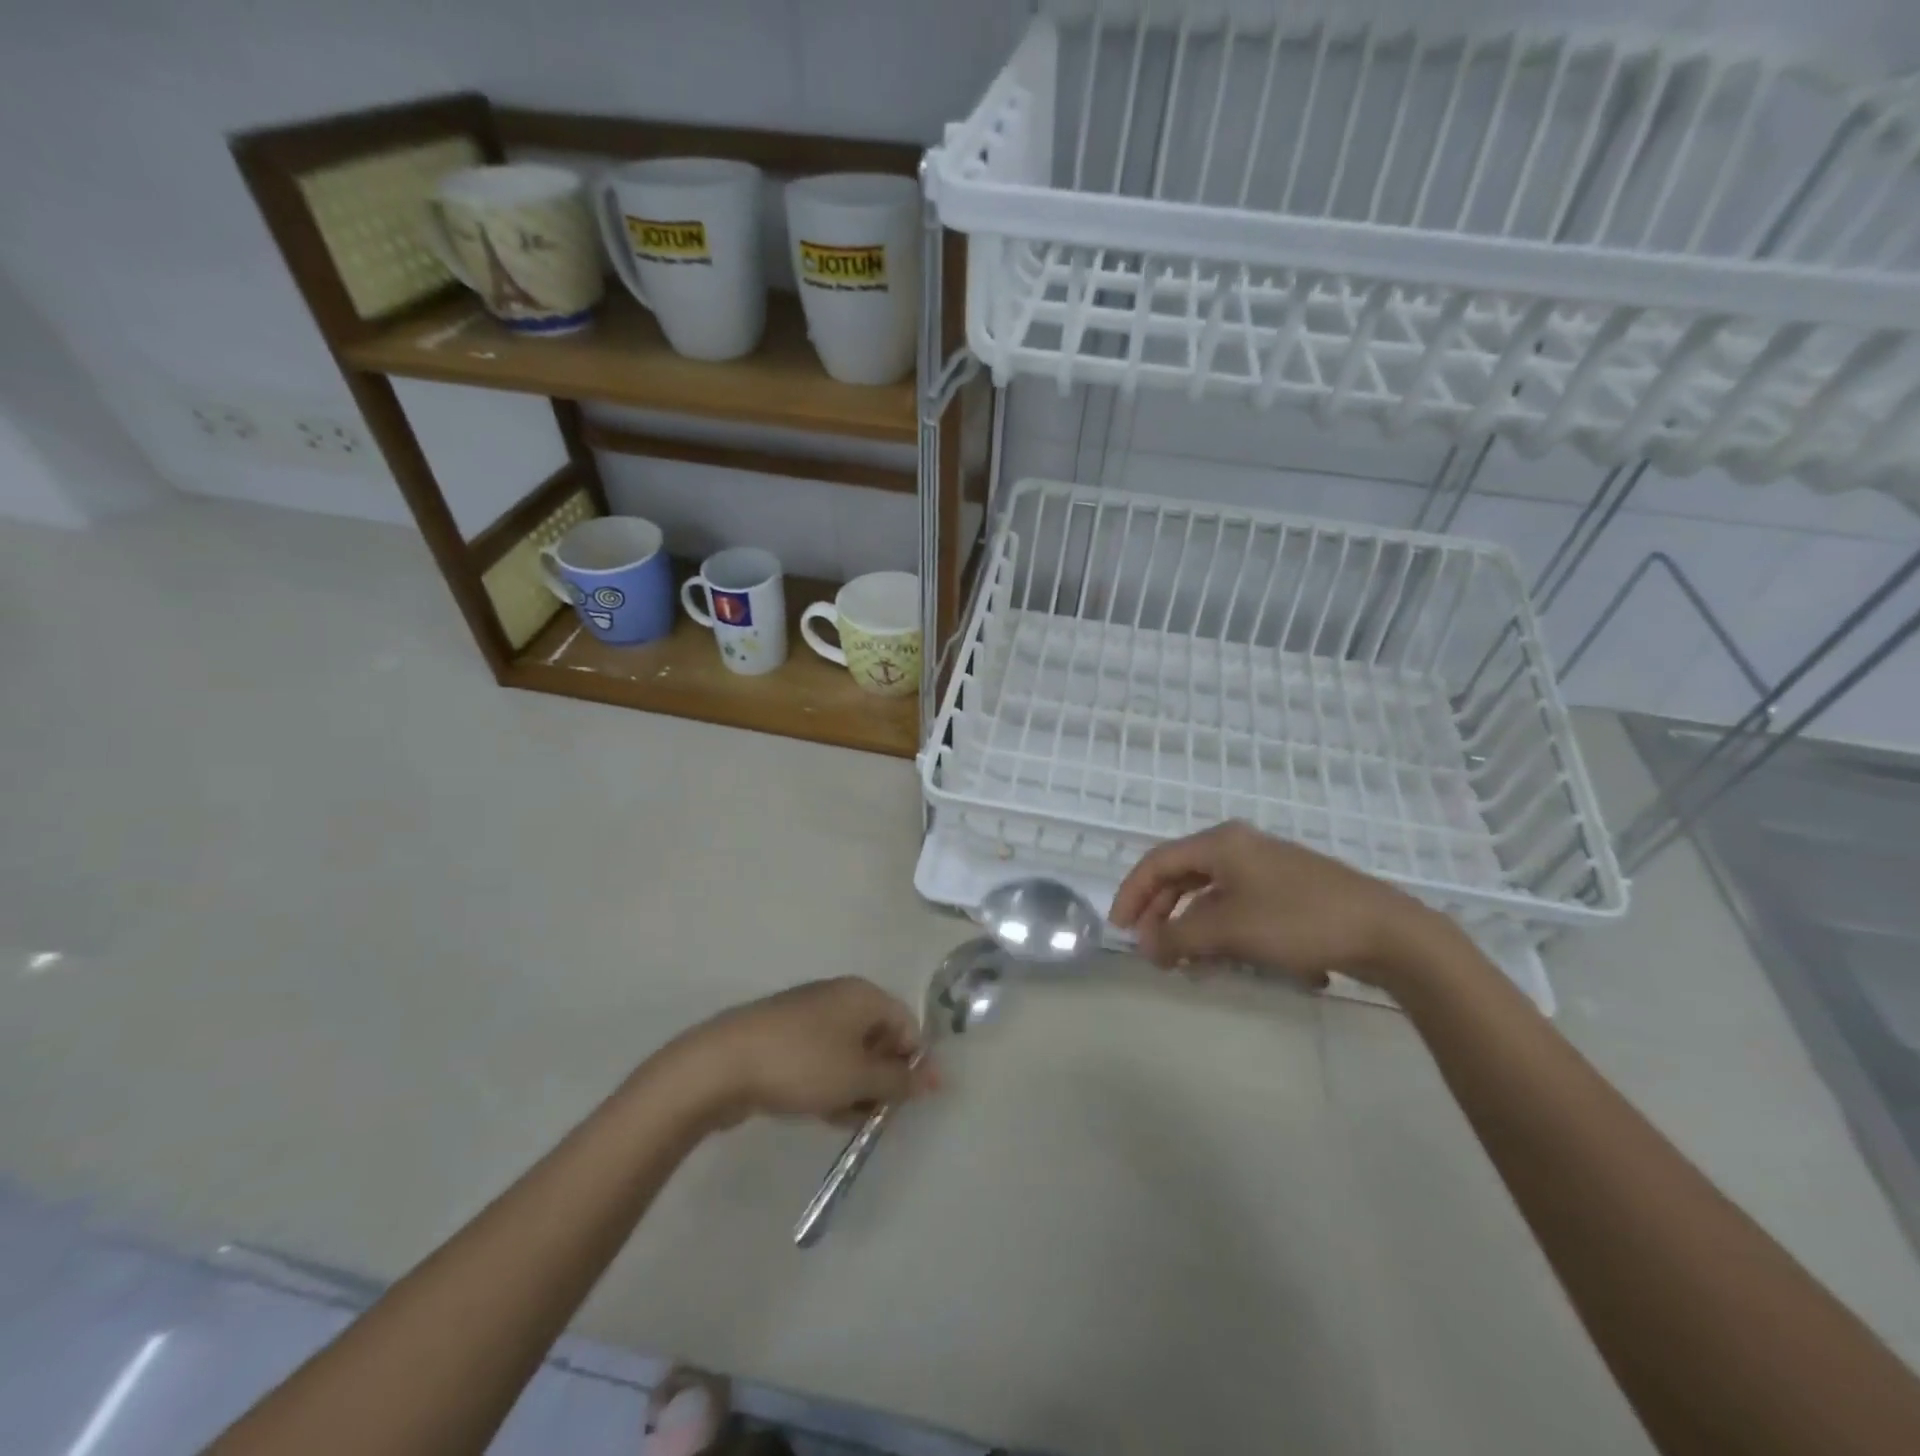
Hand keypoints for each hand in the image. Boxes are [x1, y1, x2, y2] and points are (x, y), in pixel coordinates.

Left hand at [661, 977, 937, 1128]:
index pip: (907, 1024)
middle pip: (878, 1038)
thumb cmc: (803, 1064)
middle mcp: (839, 997)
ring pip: (848, 1054)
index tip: (905, 1102)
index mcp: (863, 994)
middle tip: (873, 1115)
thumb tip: (937, 1078)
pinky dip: (828, 1084)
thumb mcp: (859, 1077)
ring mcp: (808, 1016)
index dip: (912, 1063)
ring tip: (842, 1119)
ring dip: (854, 1088)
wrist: (722, 1065)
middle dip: (880, 1079)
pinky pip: (821, 1059)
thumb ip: (900, 1080)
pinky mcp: (784, 1037)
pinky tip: (819, 1112)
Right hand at [1110, 821, 1449, 989]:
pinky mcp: (1290, 893)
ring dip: (1196, 932)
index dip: (1132, 895)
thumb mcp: (1229, 930)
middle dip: (1164, 917)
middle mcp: (1241, 848)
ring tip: (1191, 968)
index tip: (1120, 930)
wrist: (1388, 932)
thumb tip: (1145, 944)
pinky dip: (1228, 935)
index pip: (1158, 862)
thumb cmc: (1298, 920)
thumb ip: (1178, 937)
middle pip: (1183, 878)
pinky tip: (1235, 965)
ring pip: (1213, 898)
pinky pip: (1242, 910)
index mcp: (1221, 843)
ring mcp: (1268, 870)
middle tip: (1154, 954)